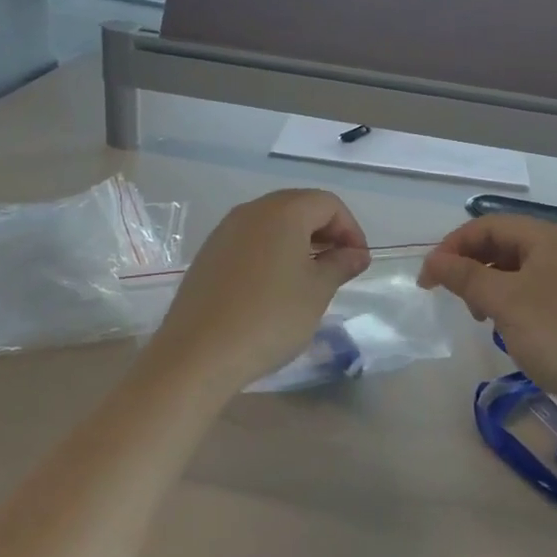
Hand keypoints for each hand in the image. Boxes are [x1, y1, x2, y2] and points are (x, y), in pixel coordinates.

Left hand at [147, 190, 370, 392]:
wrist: (198, 353)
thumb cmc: (269, 318)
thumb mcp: (316, 292)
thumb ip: (340, 264)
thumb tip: (356, 253)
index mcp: (283, 211)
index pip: (328, 203)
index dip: (350, 229)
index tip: (358, 262)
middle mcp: (252, 210)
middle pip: (298, 206)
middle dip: (325, 232)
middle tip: (338, 266)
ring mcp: (225, 230)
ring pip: (272, 223)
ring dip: (298, 242)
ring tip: (309, 278)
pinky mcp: (209, 253)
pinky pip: (250, 240)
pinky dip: (271, 252)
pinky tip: (274, 287)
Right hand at [420, 216, 556, 413]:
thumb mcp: (504, 302)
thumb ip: (465, 275)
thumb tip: (433, 261)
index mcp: (551, 237)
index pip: (489, 225)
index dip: (453, 246)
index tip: (428, 279)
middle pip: (505, 244)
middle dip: (472, 265)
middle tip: (454, 298)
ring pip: (520, 270)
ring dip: (491, 286)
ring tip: (481, 317)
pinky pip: (537, 292)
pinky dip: (513, 302)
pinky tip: (509, 328)